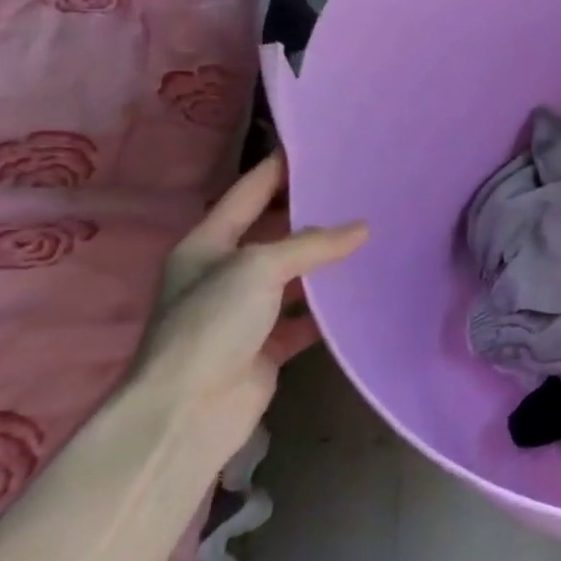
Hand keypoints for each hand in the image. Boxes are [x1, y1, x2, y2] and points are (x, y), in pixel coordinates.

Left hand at [133, 153, 367, 459]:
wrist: (188, 412)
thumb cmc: (211, 324)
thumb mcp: (258, 267)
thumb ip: (312, 244)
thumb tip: (362, 228)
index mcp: (207, 244)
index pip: (248, 193)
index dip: (279, 169)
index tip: (318, 148)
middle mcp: (223, 273)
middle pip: (274, 233)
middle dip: (312, 215)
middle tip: (360, 192)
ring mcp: (245, 312)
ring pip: (294, 276)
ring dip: (326, 263)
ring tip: (372, 237)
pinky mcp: (266, 345)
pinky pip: (306, 317)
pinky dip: (330, 308)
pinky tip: (363, 292)